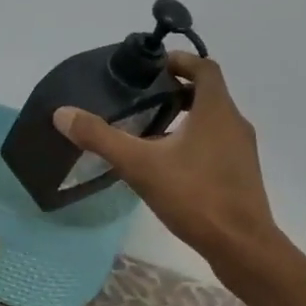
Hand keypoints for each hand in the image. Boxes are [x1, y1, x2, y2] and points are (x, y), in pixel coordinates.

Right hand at [52, 52, 278, 269]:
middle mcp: (234, 123)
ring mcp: (242, 151)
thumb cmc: (195, 196)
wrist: (241, 245)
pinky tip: (170, 167)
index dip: (179, 61)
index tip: (153, 67)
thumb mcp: (141, 166)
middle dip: (177, 92)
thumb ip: (102, 138)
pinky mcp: (242, 175)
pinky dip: (195, 144)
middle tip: (144, 100)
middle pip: (208, 94)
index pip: (204, 67)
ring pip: (213, 122)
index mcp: (216, 110)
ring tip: (151, 134)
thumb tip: (62, 113)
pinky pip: (217, 146)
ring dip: (186, 119)